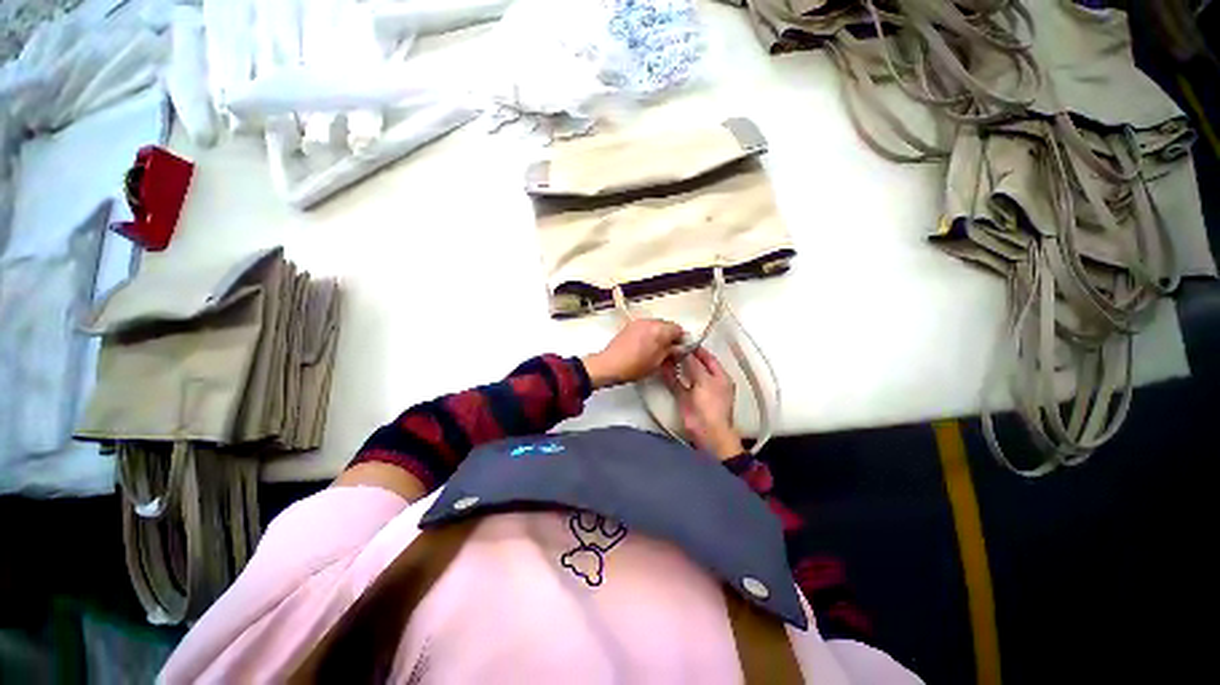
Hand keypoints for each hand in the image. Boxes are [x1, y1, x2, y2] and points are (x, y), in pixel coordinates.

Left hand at [583, 319, 684, 389]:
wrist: (610, 365)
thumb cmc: (632, 366)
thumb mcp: (658, 362)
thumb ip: (671, 352)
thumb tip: (678, 348)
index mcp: (659, 330)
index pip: (678, 329)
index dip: (681, 340)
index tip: (680, 349)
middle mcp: (649, 322)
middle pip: (667, 325)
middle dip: (670, 336)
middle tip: (669, 351)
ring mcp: (638, 323)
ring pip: (656, 326)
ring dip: (658, 335)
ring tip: (655, 350)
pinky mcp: (630, 326)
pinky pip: (645, 327)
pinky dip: (648, 334)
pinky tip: (644, 347)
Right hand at [661, 348, 743, 460]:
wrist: (707, 432)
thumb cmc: (712, 405)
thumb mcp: (705, 381)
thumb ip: (694, 365)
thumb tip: (686, 352)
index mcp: (720, 377)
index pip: (709, 358)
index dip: (698, 349)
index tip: (685, 340)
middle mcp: (708, 382)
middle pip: (696, 365)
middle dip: (685, 356)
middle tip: (672, 344)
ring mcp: (696, 390)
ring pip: (685, 373)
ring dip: (676, 365)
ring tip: (665, 353)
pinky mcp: (684, 398)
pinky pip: (676, 384)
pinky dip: (669, 376)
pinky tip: (661, 367)